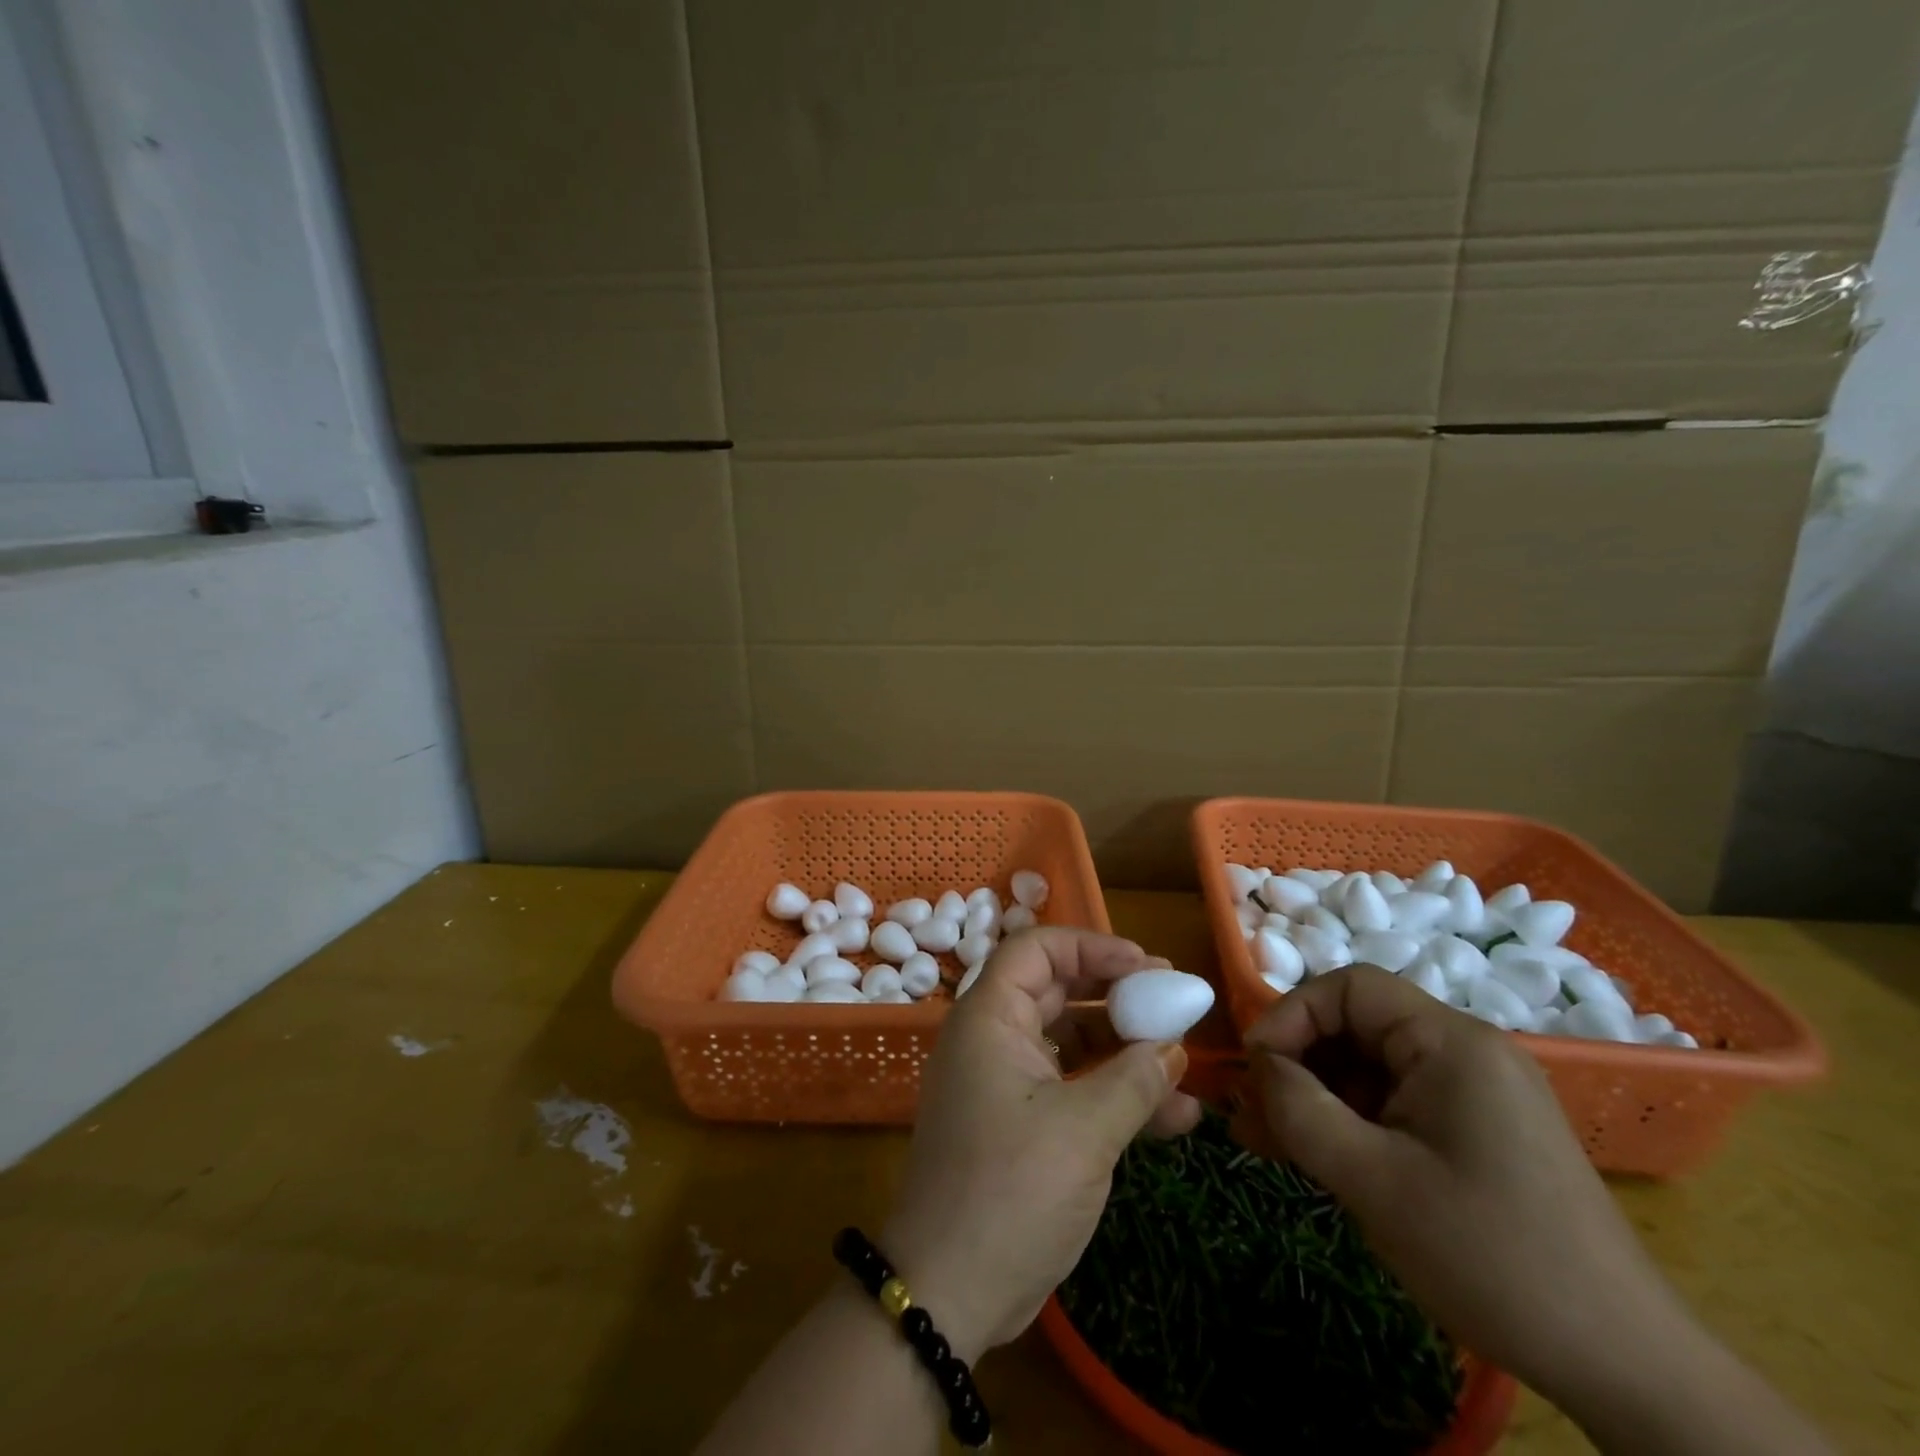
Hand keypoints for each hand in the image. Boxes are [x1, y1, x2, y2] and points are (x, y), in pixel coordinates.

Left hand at [881, 928, 1200, 1360]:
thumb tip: (1173, 1047)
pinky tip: (1176, 1117)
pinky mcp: (1021, 1125)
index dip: (1091, 947)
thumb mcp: (1083, 1131)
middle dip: (1117, 995)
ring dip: (1126, 1051)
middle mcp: (994, 1040)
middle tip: (1172, 1000)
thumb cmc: (1010, 1190)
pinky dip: (1115, 1095)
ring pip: (1071, 1044)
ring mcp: (1006, 1084)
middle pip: (1058, 992)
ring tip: (1184, 1061)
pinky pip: (1072, 1090)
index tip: (1145, 965)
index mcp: (990, 1019)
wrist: (948, 1293)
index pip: (1036, 951)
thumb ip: (1133, 1080)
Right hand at [1234, 965, 1683, 1409]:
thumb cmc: (1491, 1256)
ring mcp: (1474, 1093)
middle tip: (1250, 1114)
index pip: (1349, 988)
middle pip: (1356, 1027)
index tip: (1255, 1068)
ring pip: (1369, 1069)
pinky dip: (1350, 1122)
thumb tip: (1257, 1066)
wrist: (1626, 1368)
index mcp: (1451, 1042)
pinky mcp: (1476, 1132)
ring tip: (1266, 1142)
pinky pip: (1394, 1104)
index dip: (1290, 1015)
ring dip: (1315, 1098)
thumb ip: (1300, 1110)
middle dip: (1296, 1064)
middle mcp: (1465, 1051)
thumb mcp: (1374, 1181)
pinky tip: (1313, 1157)